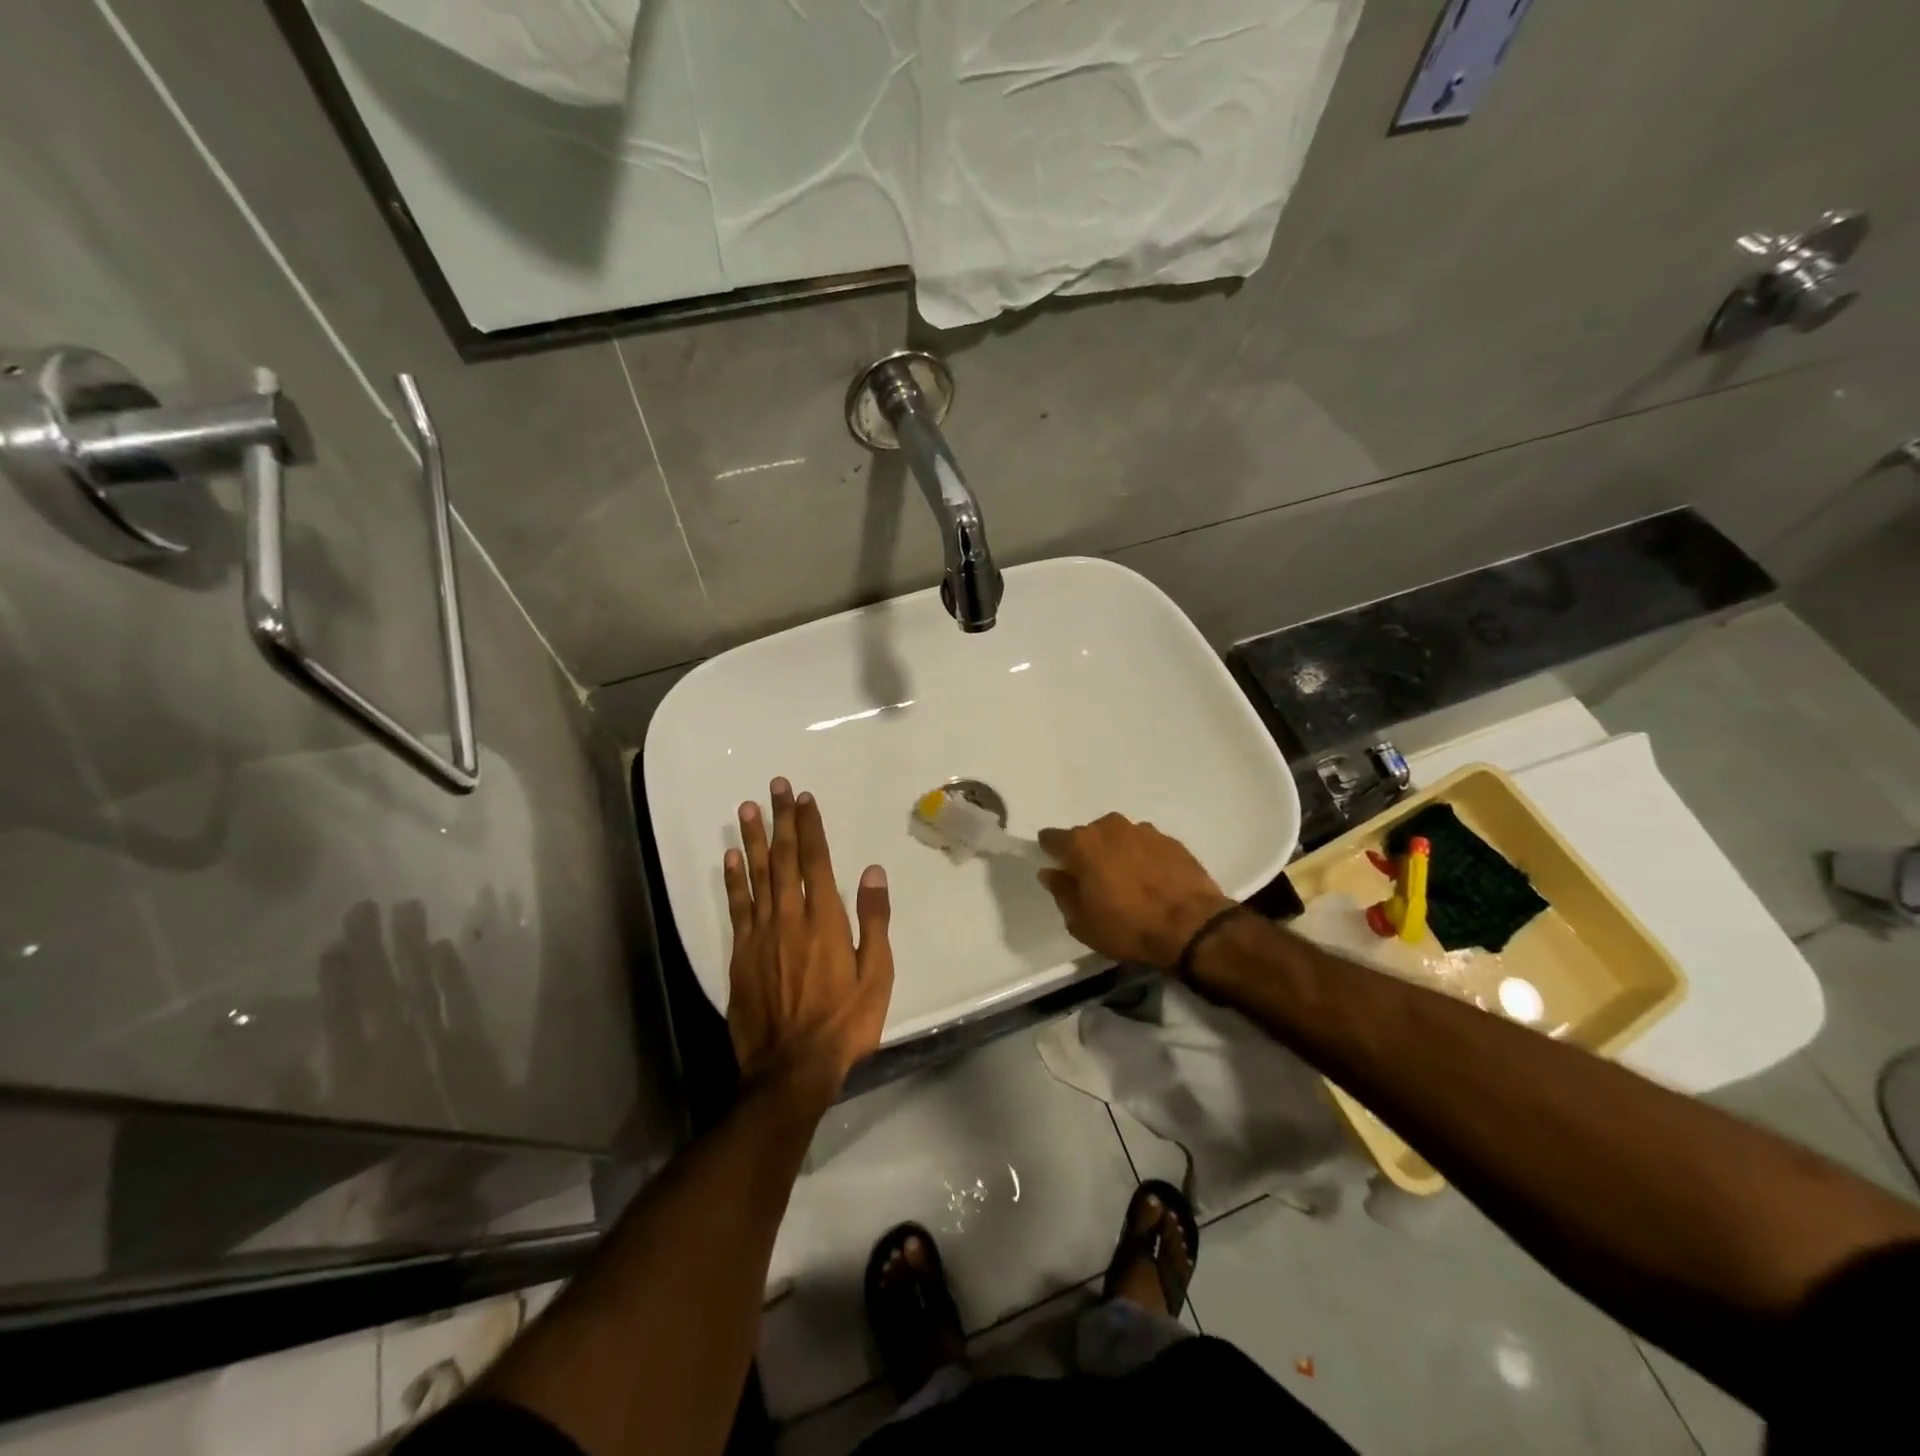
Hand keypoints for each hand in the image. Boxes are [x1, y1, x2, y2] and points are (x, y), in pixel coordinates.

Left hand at [724, 778, 893, 1105]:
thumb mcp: (876, 975)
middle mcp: (790, 918)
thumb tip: (872, 872)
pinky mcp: (741, 955)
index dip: (811, 827)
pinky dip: (733, 880)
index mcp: (826, 921)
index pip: (817, 862)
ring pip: (757, 876)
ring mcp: (761, 935)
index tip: (805, 799)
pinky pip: (736, 908)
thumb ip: (873, 920)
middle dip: (782, 820)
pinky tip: (730, 857)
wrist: (792, 1068)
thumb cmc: (844, 1023)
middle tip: (775, 787)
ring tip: (747, 808)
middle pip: (785, 859)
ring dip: (753, 839)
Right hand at [1037, 814, 1234, 970]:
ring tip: (1126, 881)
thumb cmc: (1127, 927)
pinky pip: (1145, 845)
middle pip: (1088, 835)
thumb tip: (1051, 872)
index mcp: (1082, 844)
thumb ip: (1062, 892)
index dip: (1051, 851)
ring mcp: (1143, 830)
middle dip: (1087, 853)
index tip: (1056, 867)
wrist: (1192, 927)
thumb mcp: (1081, 922)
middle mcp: (1109, 827)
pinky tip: (1151, 880)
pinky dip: (1142, 857)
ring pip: (1118, 837)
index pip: (1052, 838)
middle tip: (1094, 880)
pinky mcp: (1170, 840)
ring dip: (1117, 853)